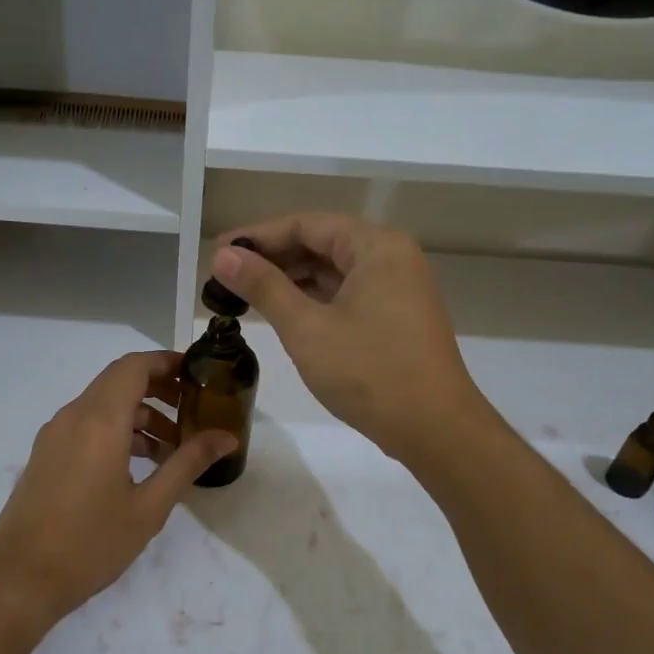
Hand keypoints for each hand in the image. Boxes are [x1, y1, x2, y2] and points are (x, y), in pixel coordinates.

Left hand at [0, 351, 237, 628]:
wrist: (20, 579)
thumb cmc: (90, 543)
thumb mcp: (149, 507)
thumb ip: (188, 463)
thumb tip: (226, 437)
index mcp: (99, 421)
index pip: (134, 367)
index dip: (167, 362)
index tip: (198, 375)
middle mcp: (73, 417)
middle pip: (118, 381)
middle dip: (158, 389)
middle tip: (193, 410)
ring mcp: (55, 435)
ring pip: (102, 405)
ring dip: (139, 415)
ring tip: (172, 449)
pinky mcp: (46, 454)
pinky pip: (86, 425)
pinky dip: (116, 430)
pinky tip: (138, 466)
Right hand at [212, 215, 486, 463]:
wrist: (435, 429)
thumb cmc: (369, 372)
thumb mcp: (306, 328)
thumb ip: (263, 286)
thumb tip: (224, 255)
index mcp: (376, 246)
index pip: (306, 224)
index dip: (257, 236)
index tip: (218, 253)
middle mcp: (392, 257)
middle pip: (321, 243)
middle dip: (273, 258)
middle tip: (225, 276)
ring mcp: (398, 287)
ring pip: (334, 270)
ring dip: (291, 279)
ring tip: (246, 294)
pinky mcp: (397, 316)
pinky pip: (347, 293)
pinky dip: (314, 299)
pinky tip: (284, 312)